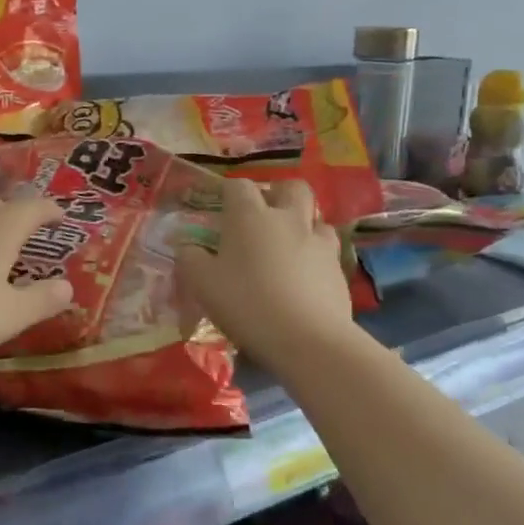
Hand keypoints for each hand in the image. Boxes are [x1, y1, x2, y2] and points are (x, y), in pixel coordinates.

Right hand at [177, 180, 357, 374]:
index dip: (228, 192)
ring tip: (288, 244)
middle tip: (263, 215)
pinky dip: (315, 253)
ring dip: (302, 222)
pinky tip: (305, 274)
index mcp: (250, 216)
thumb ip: (189, 258)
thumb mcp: (202, 284)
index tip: (220, 207)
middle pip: (290, 187)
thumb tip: (185, 245)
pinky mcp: (338, 267)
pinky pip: (327, 248)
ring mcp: (318, 241)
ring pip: (315, 216)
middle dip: (277, 194)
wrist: (308, 338)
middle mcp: (287, 219)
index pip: (238, 186)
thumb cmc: (247, 303)